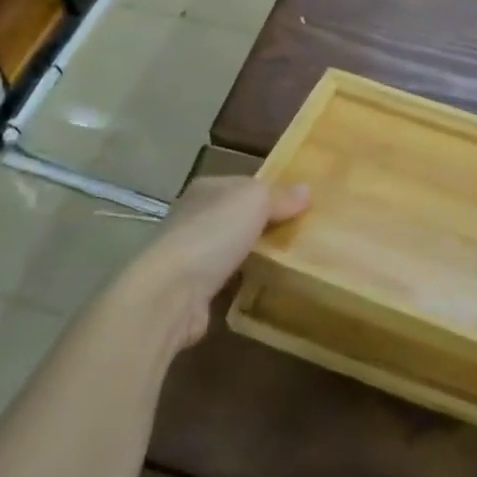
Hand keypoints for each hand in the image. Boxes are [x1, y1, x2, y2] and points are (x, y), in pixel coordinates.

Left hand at [132, 177, 309, 347]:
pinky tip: (262, 289)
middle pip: (236, 217)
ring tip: (287, 263)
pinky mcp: (190, 291)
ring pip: (230, 249)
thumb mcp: (255, 201)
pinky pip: (224, 281)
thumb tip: (306, 190)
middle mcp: (193, 217)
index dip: (270, 193)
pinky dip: (240, 284)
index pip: (243, 184)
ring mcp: (189, 255)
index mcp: (206, 189)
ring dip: (251, 256)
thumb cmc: (213, 233)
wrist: (170, 292)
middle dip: (262, 226)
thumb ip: (280, 196)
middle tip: (299, 236)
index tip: (299, 207)